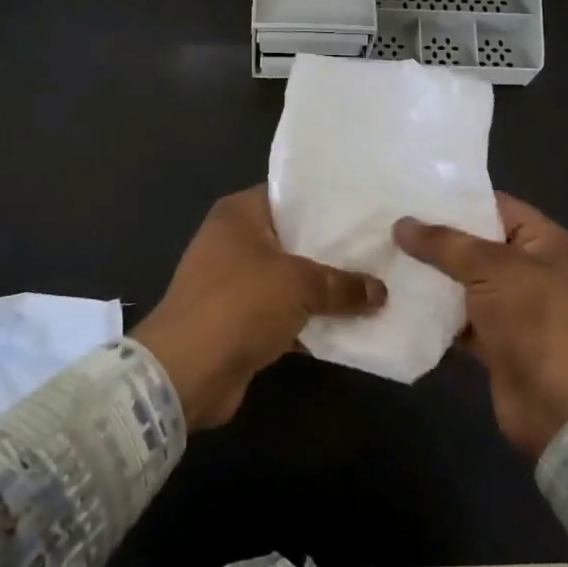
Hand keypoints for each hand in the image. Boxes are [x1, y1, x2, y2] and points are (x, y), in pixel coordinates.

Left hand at [133, 186, 385, 429]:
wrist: (187, 372)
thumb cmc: (240, 304)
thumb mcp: (300, 285)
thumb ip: (343, 284)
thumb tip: (380, 292)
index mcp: (240, 214)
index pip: (290, 194)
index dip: (327, 201)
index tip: (366, 208)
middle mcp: (234, 241)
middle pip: (295, 238)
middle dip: (334, 249)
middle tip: (380, 247)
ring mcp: (235, 282)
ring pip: (292, 279)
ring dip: (326, 289)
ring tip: (377, 285)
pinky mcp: (241, 320)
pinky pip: (285, 313)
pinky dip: (311, 320)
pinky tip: (352, 324)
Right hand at [394, 194, 567, 458]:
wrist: (562, 406)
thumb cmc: (537, 321)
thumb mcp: (492, 269)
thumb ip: (445, 244)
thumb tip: (401, 224)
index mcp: (545, 242)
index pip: (496, 206)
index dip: (456, 199)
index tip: (410, 193)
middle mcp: (531, 270)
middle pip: (476, 245)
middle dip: (435, 239)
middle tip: (387, 225)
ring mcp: (514, 308)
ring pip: (464, 282)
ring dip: (430, 277)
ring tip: (383, 257)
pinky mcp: (496, 341)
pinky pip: (460, 318)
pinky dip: (435, 313)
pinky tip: (397, 301)